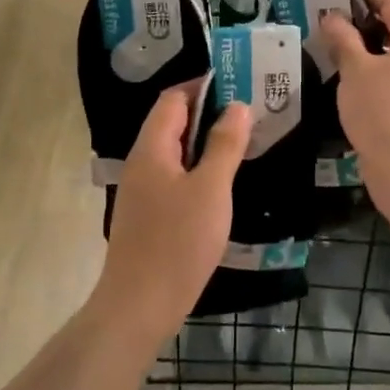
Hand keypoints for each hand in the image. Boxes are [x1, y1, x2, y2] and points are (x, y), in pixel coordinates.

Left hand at [98, 86, 250, 341]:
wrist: (140, 305)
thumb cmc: (178, 242)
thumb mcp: (211, 189)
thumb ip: (224, 145)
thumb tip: (236, 106)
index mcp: (151, 149)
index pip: (173, 99)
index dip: (202, 86)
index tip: (238, 83)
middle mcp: (141, 163)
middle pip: (171, 123)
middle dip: (208, 112)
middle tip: (249, 112)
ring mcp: (142, 192)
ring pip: (174, 153)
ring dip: (205, 142)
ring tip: (242, 141)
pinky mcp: (149, 216)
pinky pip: (174, 177)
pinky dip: (198, 169)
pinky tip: (222, 183)